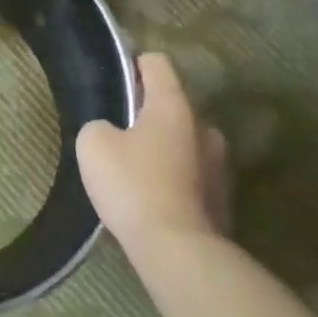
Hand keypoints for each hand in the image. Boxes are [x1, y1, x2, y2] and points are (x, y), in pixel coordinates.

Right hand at [77, 52, 229, 247]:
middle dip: (150, 114)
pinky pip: (193, 176)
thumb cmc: (134, 185)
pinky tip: (153, 201)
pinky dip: (175, 181)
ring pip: (185, 142)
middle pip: (174, 105)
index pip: (157, 62)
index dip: (134, 65)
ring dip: (165, 149)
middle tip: (121, 133)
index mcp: (174, 105)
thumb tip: (113, 133)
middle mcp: (204, 127)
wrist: (180, 254)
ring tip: (137, 172)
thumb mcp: (93, 144)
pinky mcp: (224, 201)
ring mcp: (220, 166)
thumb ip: (100, 126)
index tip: (117, 82)